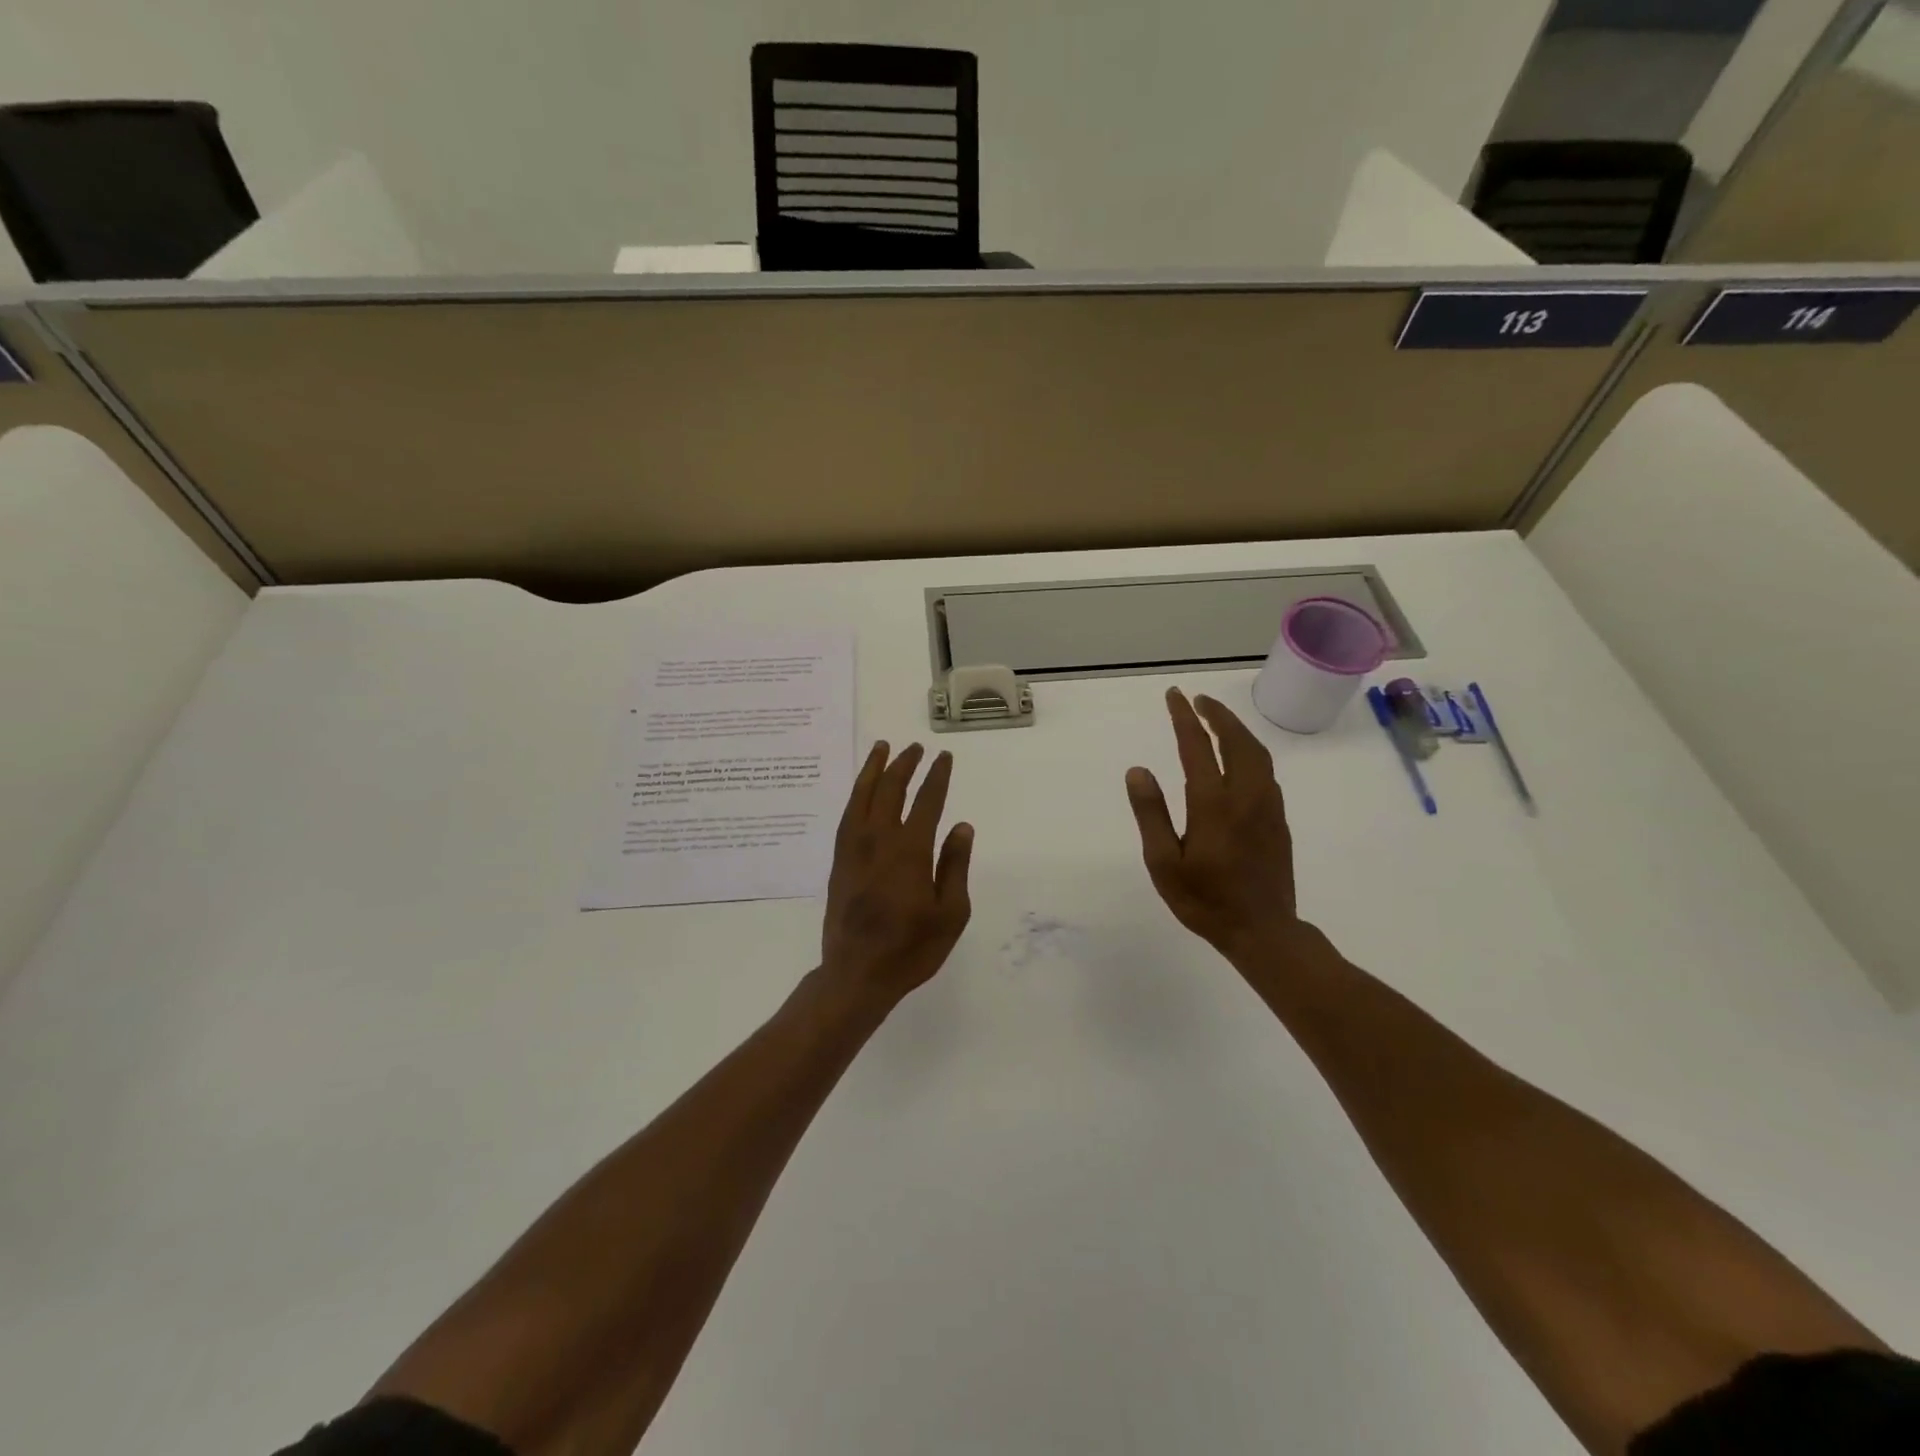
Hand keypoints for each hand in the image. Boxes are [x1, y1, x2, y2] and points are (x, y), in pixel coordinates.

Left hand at [819, 741, 973, 1007]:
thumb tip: (961, 826)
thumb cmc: (911, 948)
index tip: (944, 758)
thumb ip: (955, 865)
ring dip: (874, 769)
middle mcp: (878, 840)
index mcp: (909, 851)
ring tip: (882, 748)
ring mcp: (853, 848)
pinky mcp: (839, 860)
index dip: (937, 776)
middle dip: (904, 764)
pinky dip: (857, 794)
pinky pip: (847, 815)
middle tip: (915, 748)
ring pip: (862, 796)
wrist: (856, 974)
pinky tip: (862, 790)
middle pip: (890, 789)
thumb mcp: (950, 913)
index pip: (927, 801)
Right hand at [1125, 689, 1302, 966]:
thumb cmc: (1205, 901)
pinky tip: (1239, 758)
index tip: (1174, 696)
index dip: (1184, 718)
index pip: (1197, 746)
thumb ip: (1151, 813)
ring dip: (1236, 730)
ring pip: (1257, 753)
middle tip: (1197, 699)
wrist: (1263, 931)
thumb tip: (1138, 770)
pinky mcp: (1278, 819)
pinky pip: (1266, 771)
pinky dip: (1250, 751)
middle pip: (1236, 741)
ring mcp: (1267, 807)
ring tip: (1217, 720)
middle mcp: (1245, 796)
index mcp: (1213, 804)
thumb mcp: (1164, 863)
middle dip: (1217, 714)